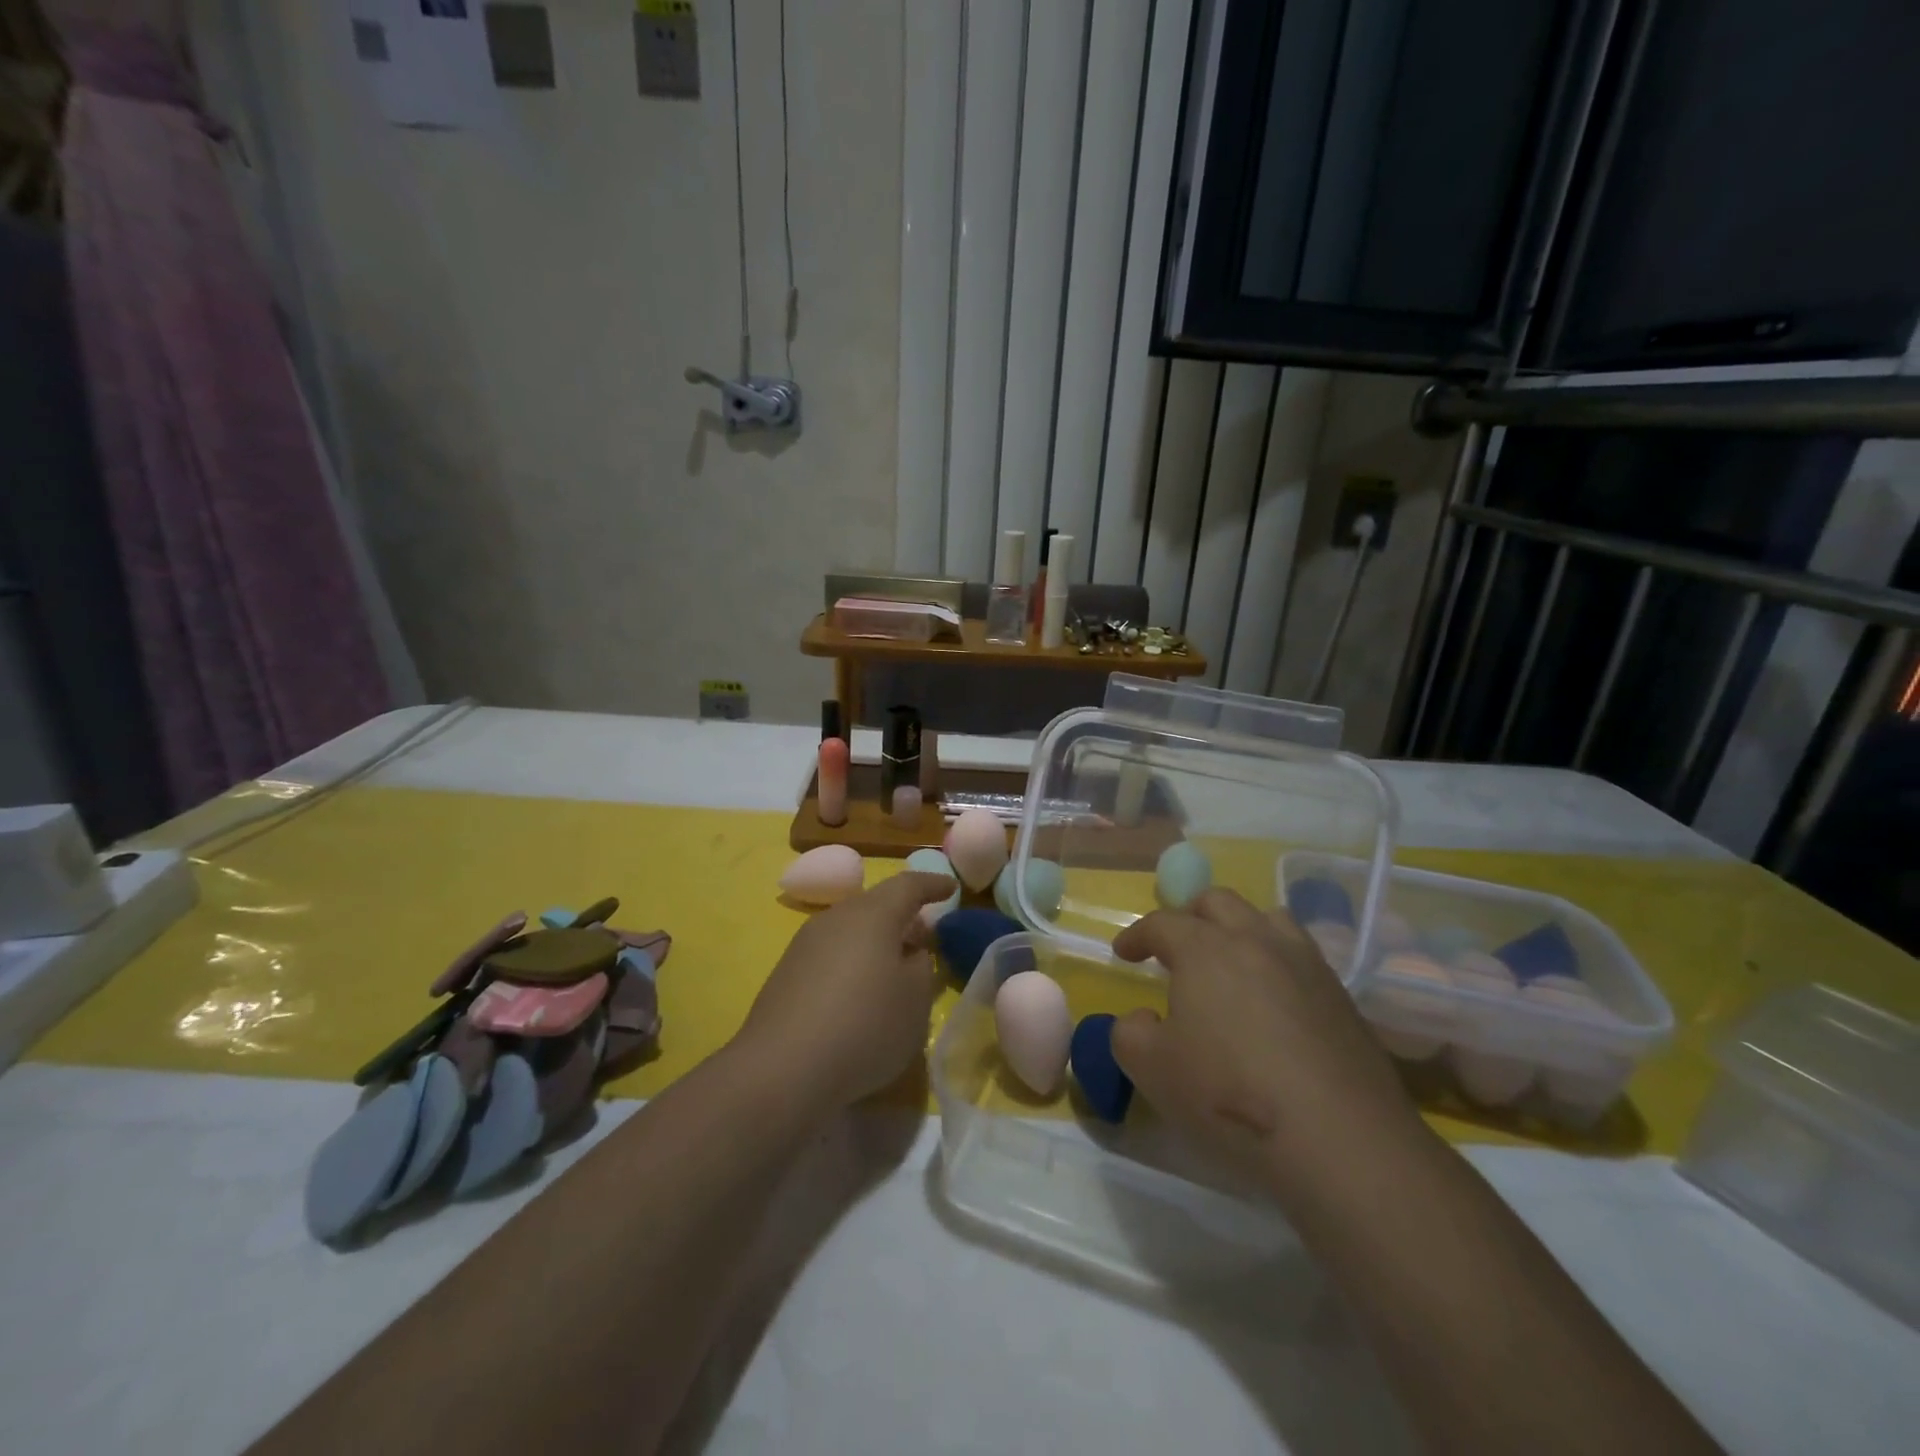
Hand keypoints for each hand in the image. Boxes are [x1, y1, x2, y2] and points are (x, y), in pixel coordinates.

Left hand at [736, 872, 956, 1112]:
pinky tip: (858, 994)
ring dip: (876, 941)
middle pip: (876, 904)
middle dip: (903, 915)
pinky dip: (852, 962)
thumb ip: (922, 966)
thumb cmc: (864, 1025)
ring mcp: (806, 944)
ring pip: (851, 929)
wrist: (782, 1069)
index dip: (932, 885)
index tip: (951, 888)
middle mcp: (837, 917)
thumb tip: (910, 952)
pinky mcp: (787, 973)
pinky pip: (831, 954)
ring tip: (894, 969)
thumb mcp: (915, 999)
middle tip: (926, 937)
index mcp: (873, 914)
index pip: (908, 885)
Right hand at [1110, 889, 1422, 1202]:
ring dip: (1241, 929)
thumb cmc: (1229, 1094)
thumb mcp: (1151, 1068)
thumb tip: (1145, 1018)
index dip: (1137, 935)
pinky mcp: (1342, 998)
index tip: (1123, 953)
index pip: (1162, 923)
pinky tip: (1274, 1002)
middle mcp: (1256, 941)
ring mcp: (1306, 965)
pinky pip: (1302, 958)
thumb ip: (1130, 1033)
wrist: (1339, 1138)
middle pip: (1219, 902)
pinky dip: (1277, 964)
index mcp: (1205, 949)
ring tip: (1230, 961)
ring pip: (1268, 919)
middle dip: (1190, 917)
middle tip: (1176, 947)